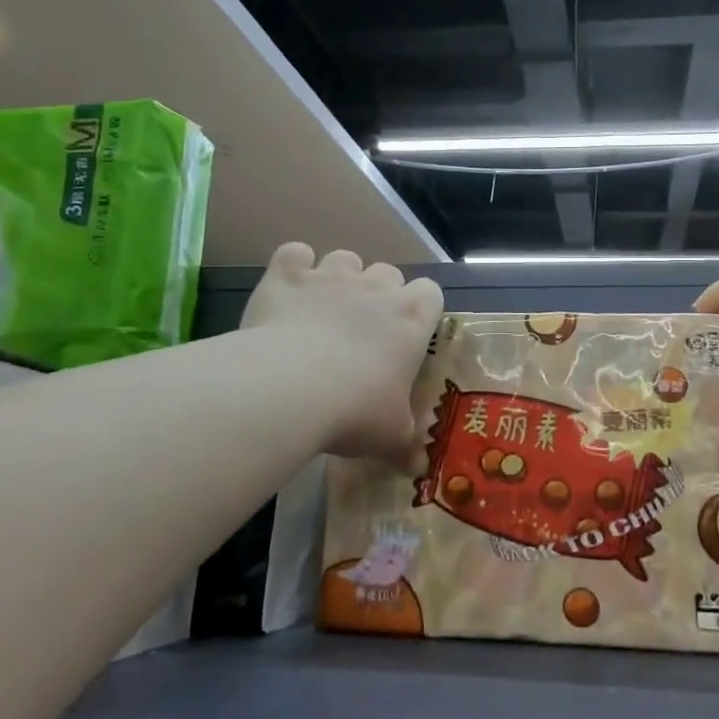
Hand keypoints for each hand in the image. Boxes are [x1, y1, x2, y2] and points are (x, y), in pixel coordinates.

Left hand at [241, 244, 443, 463]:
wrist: (288, 390)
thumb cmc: (354, 412)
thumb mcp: (391, 437)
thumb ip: (407, 443)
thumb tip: (418, 466)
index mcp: (411, 319)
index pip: (431, 292)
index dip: (420, 309)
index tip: (406, 334)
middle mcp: (375, 288)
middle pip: (388, 273)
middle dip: (378, 294)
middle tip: (362, 330)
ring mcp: (330, 276)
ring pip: (345, 258)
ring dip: (339, 278)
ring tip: (323, 310)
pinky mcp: (287, 275)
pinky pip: (294, 253)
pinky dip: (292, 267)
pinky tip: (287, 292)